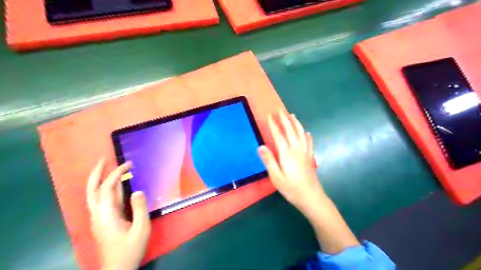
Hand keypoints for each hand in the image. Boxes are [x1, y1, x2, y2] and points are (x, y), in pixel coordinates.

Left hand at [87, 158, 148, 269]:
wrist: (118, 268)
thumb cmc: (130, 249)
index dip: (117, 173)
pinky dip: (106, 189)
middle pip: (92, 189)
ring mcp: (99, 218)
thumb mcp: (141, 229)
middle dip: (97, 172)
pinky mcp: (103, 221)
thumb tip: (137, 190)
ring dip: (99, 179)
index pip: (108, 188)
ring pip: (94, 195)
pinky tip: (115, 186)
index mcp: (106, 215)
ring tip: (107, 167)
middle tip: (104, 159)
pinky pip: (102, 200)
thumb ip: (140, 208)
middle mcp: (98, 214)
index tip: (129, 164)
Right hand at [260, 110, 321, 216]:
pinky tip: (306, 132)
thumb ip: (269, 161)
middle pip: (290, 131)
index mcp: (286, 154)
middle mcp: (296, 149)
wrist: (311, 197)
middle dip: (284, 119)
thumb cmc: (291, 188)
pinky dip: (307, 135)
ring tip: (292, 115)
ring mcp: (305, 152)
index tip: (269, 116)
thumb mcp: (276, 177)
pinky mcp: (310, 157)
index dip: (274, 125)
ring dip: (296, 123)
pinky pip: (309, 142)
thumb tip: (261, 146)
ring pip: (301, 133)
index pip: (279, 135)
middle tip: (280, 110)